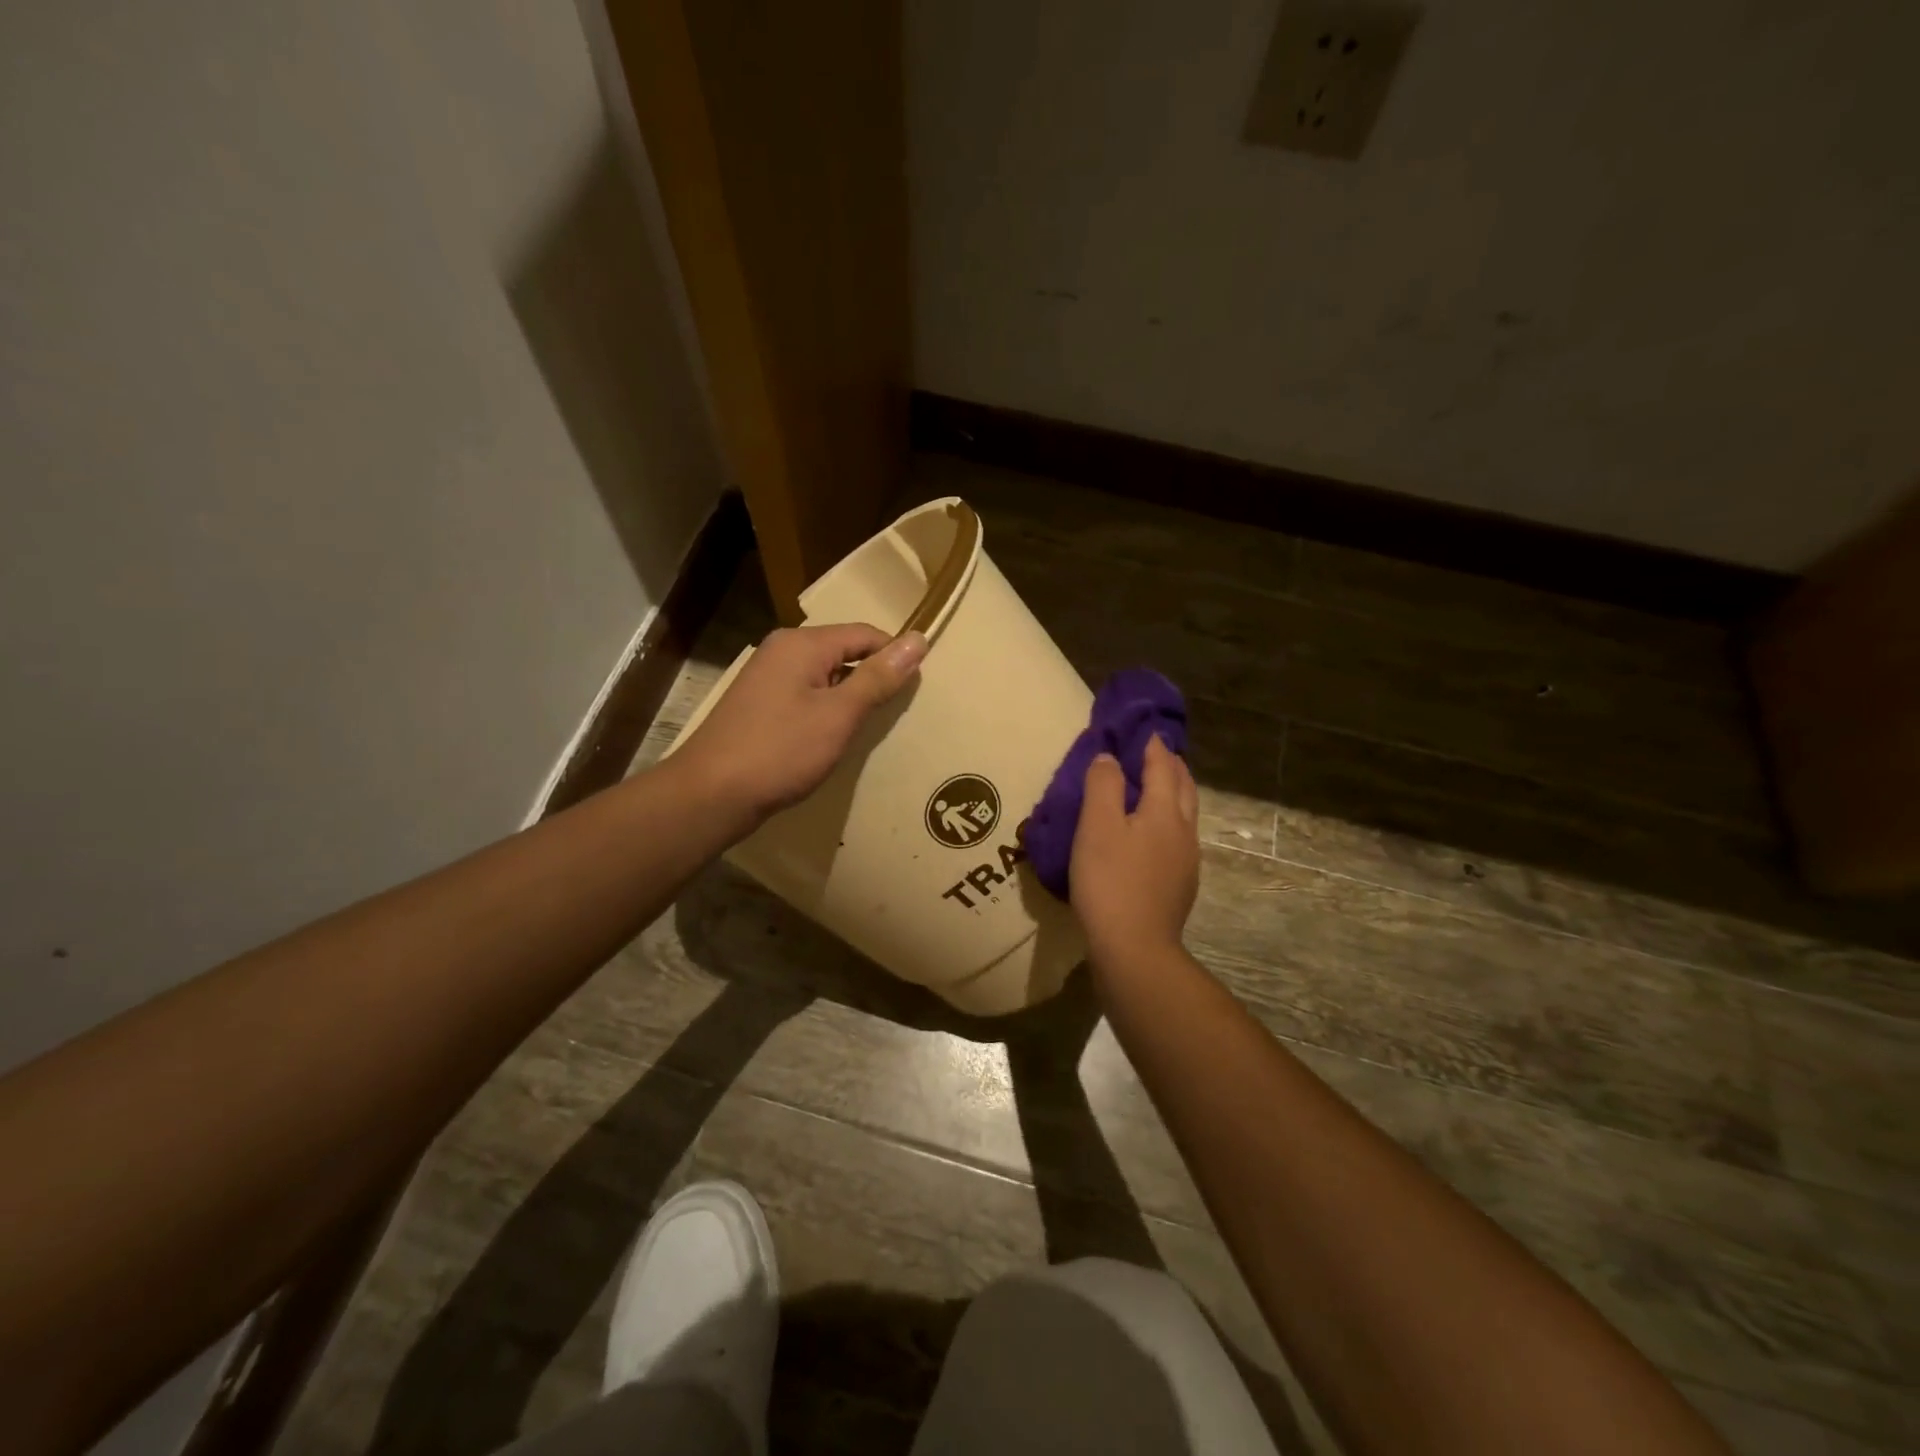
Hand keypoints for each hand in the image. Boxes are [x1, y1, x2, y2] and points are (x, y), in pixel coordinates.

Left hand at [671, 623, 927, 828]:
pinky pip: (807, 694)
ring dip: (850, 697)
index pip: (865, 634)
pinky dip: (827, 710)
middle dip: (872, 677)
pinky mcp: (760, 704)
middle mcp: (783, 650)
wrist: (711, 794)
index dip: (894, 656)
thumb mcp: (839, 715)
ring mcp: (767, 677)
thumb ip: (878, 678)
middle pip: (844, 651)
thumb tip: (918, 639)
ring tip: (869, 727)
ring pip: (825, 675)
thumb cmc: (780, 751)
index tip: (917, 689)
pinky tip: (833, 737)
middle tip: (896, 711)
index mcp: (802, 644)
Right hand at [1069, 735, 1200, 964]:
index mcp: (1164, 812)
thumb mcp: (1096, 827)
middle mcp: (1183, 831)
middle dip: (1171, 765)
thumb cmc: (1110, 881)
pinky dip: (1168, 820)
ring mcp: (1187, 861)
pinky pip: (1178, 838)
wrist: (1135, 948)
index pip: (1162, 767)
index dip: (1152, 745)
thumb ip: (1103, 786)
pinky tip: (1154, 835)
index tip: (1144, 729)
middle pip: (1183, 787)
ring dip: (1173, 792)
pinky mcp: (1181, 885)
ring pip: (1185, 814)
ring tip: (1157, 787)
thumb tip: (1110, 759)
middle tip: (1155, 752)